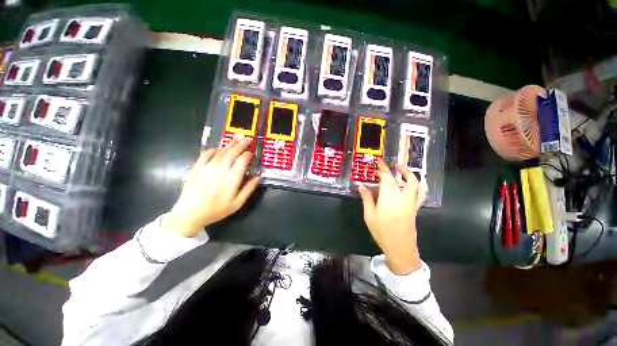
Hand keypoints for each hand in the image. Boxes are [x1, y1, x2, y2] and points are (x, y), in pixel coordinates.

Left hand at [162, 138, 259, 236]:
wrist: (190, 214)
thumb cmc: (216, 210)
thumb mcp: (237, 204)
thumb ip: (248, 189)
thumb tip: (258, 177)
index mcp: (231, 180)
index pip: (242, 161)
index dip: (248, 155)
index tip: (251, 153)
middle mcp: (220, 171)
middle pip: (232, 153)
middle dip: (241, 144)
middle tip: (247, 139)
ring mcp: (207, 168)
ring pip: (220, 152)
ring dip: (229, 145)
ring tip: (236, 139)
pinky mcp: (197, 168)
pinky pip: (206, 154)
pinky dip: (214, 150)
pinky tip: (219, 149)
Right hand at [358, 161, 424, 274]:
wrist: (400, 248)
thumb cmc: (382, 232)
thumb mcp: (369, 215)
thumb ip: (367, 199)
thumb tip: (361, 187)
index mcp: (389, 198)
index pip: (387, 178)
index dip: (383, 168)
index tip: (379, 162)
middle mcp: (403, 198)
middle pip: (406, 178)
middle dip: (399, 169)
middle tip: (392, 165)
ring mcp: (412, 203)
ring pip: (417, 185)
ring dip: (411, 175)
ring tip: (403, 171)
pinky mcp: (415, 209)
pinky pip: (420, 193)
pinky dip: (417, 185)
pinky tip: (410, 185)